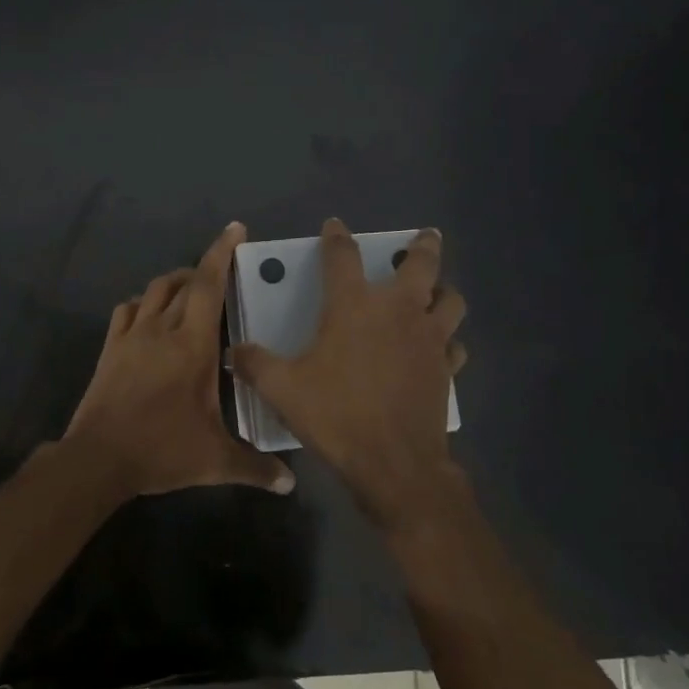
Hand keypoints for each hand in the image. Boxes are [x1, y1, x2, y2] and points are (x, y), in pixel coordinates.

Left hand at [65, 222, 293, 498]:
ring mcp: (131, 336)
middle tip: (222, 275)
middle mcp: (161, 329)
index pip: (208, 286)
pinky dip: (142, 304)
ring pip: (153, 291)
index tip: (235, 229)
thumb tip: (290, 484)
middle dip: (203, 270)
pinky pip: (126, 310)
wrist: (98, 458)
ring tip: (189, 292)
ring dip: (174, 283)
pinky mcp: (110, 348)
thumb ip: (255, 467)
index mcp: (192, 345)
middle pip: (182, 283)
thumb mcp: (215, 461)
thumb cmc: (161, 450)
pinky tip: (149, 316)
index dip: (221, 253)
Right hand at [232, 218, 467, 532]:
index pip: (343, 256)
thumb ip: (255, 364)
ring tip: (435, 292)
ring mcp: (429, 338)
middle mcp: (398, 311)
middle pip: (421, 264)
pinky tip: (439, 347)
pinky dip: (448, 340)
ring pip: (450, 300)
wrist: (393, 462)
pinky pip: (454, 344)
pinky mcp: (446, 368)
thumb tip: (233, 351)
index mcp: (354, 306)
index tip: (335, 225)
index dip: (337, 236)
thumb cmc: (336, 415)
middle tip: (426, 236)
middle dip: (423, 246)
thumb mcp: (282, 389)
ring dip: (444, 290)